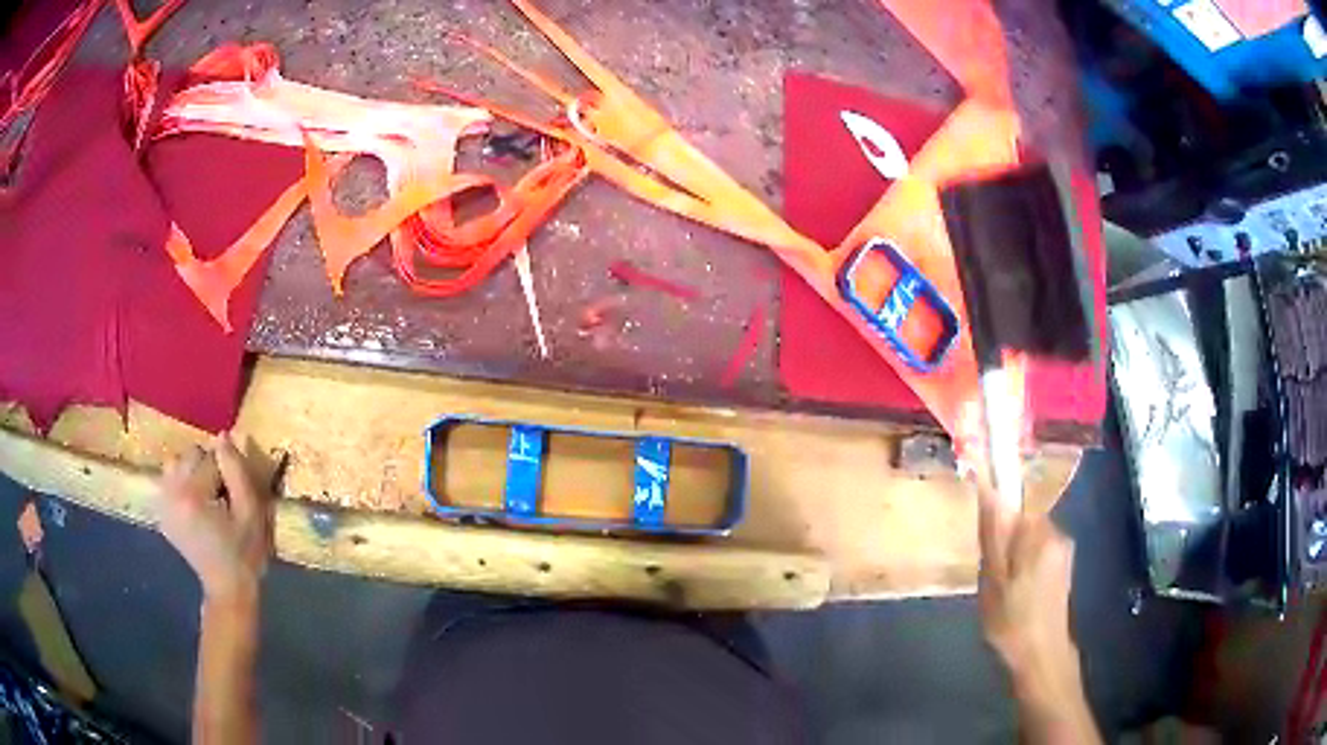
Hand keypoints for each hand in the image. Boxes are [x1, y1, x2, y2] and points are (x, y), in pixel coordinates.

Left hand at [157, 432, 270, 603]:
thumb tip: (223, 436)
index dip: (228, 472)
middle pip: (190, 455)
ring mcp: (162, 504)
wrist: (227, 589)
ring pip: (176, 464)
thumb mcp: (251, 511)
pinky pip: (168, 481)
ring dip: (192, 473)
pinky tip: (194, 505)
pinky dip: (181, 484)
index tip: (235, 494)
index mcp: (192, 494)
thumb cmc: (244, 552)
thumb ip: (236, 470)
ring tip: (206, 497)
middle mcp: (171, 494)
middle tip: (221, 496)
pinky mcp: (161, 513)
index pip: (211, 457)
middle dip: (208, 468)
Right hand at [976, 482, 1080, 701]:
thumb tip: (989, 489)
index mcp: (1041, 533)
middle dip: (1006, 545)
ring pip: (1031, 544)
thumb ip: (992, 534)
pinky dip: (1026, 572)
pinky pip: (1039, 558)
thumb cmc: (1012, 620)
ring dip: (1015, 561)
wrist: (1041, 657)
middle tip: (991, 579)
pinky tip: (1016, 600)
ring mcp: (1064, 555)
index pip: (1016, 507)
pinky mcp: (1064, 573)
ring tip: (1002, 594)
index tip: (987, 555)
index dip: (997, 527)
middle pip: (1025, 525)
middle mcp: (1058, 536)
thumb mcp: (992, 579)